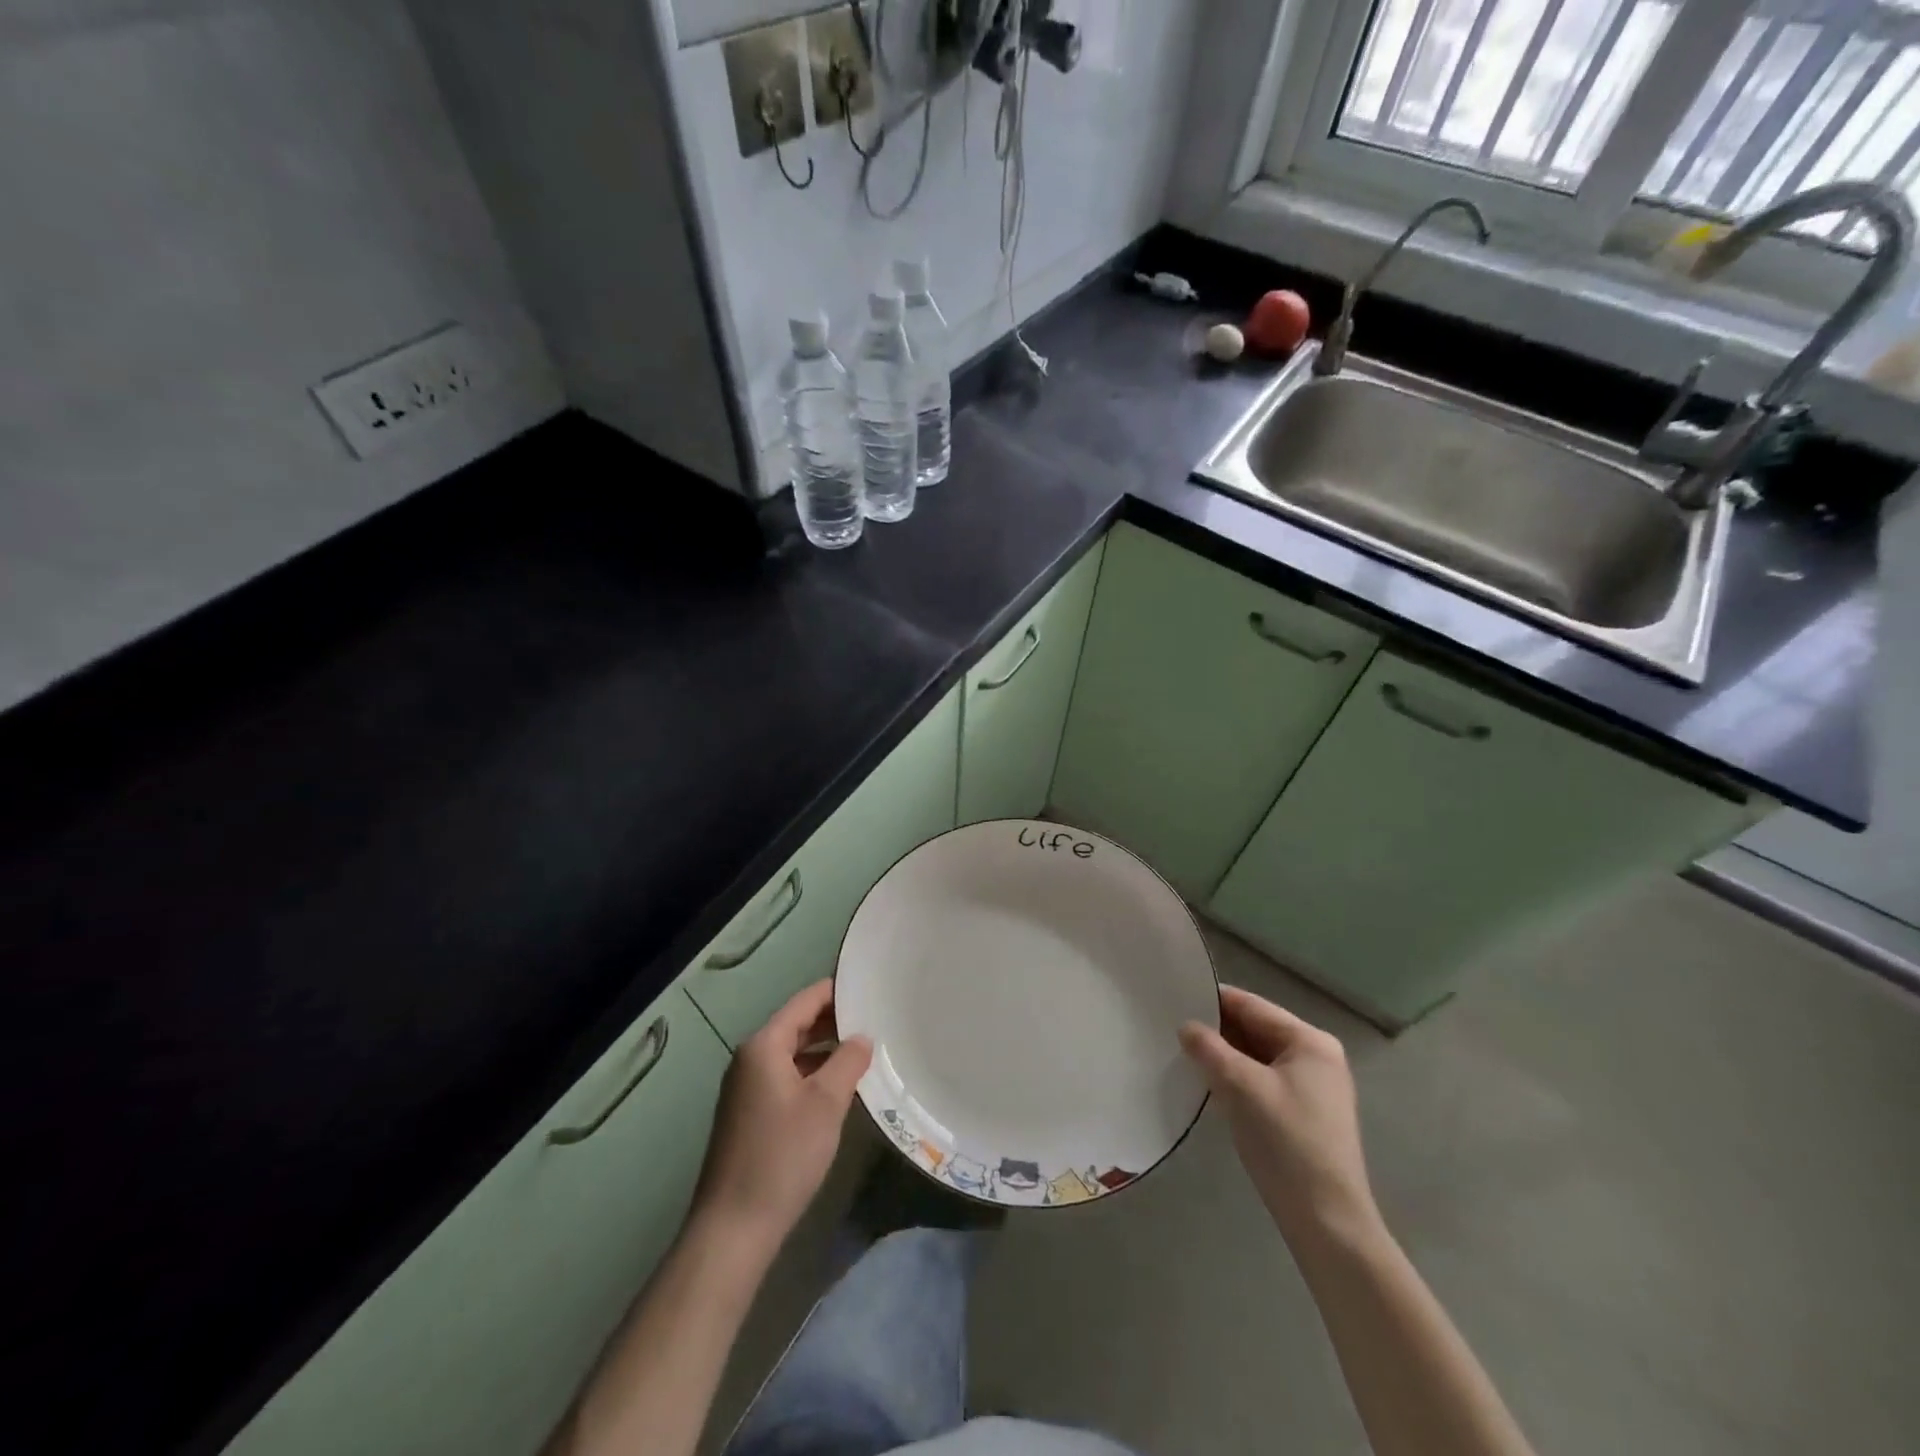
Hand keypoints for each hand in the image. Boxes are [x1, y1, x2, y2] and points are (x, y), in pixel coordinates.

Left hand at [693, 980, 872, 1253]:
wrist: (733, 1228)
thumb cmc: (783, 1155)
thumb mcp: (826, 1103)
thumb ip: (848, 1061)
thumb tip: (862, 1037)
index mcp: (763, 1045)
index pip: (805, 1001)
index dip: (837, 992)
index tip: (870, 987)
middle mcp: (750, 1058)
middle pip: (796, 1025)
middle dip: (834, 1021)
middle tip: (875, 1018)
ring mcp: (746, 1087)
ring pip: (792, 1053)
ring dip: (825, 1049)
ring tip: (864, 1050)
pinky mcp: (748, 1114)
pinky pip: (785, 1076)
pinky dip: (811, 1073)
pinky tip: (838, 1087)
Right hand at [1179, 986, 1379, 1248]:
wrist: (1327, 1222)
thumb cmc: (1286, 1142)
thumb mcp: (1240, 1087)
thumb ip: (1209, 1049)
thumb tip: (1186, 1027)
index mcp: (1310, 1041)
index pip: (1251, 1005)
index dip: (1212, 999)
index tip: (1173, 996)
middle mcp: (1316, 1057)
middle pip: (1255, 1029)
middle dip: (1216, 1029)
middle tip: (1170, 1026)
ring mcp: (1312, 1087)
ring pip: (1256, 1056)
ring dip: (1223, 1055)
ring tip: (1182, 1052)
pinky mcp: (1303, 1114)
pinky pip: (1262, 1079)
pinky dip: (1236, 1077)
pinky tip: (1208, 1084)